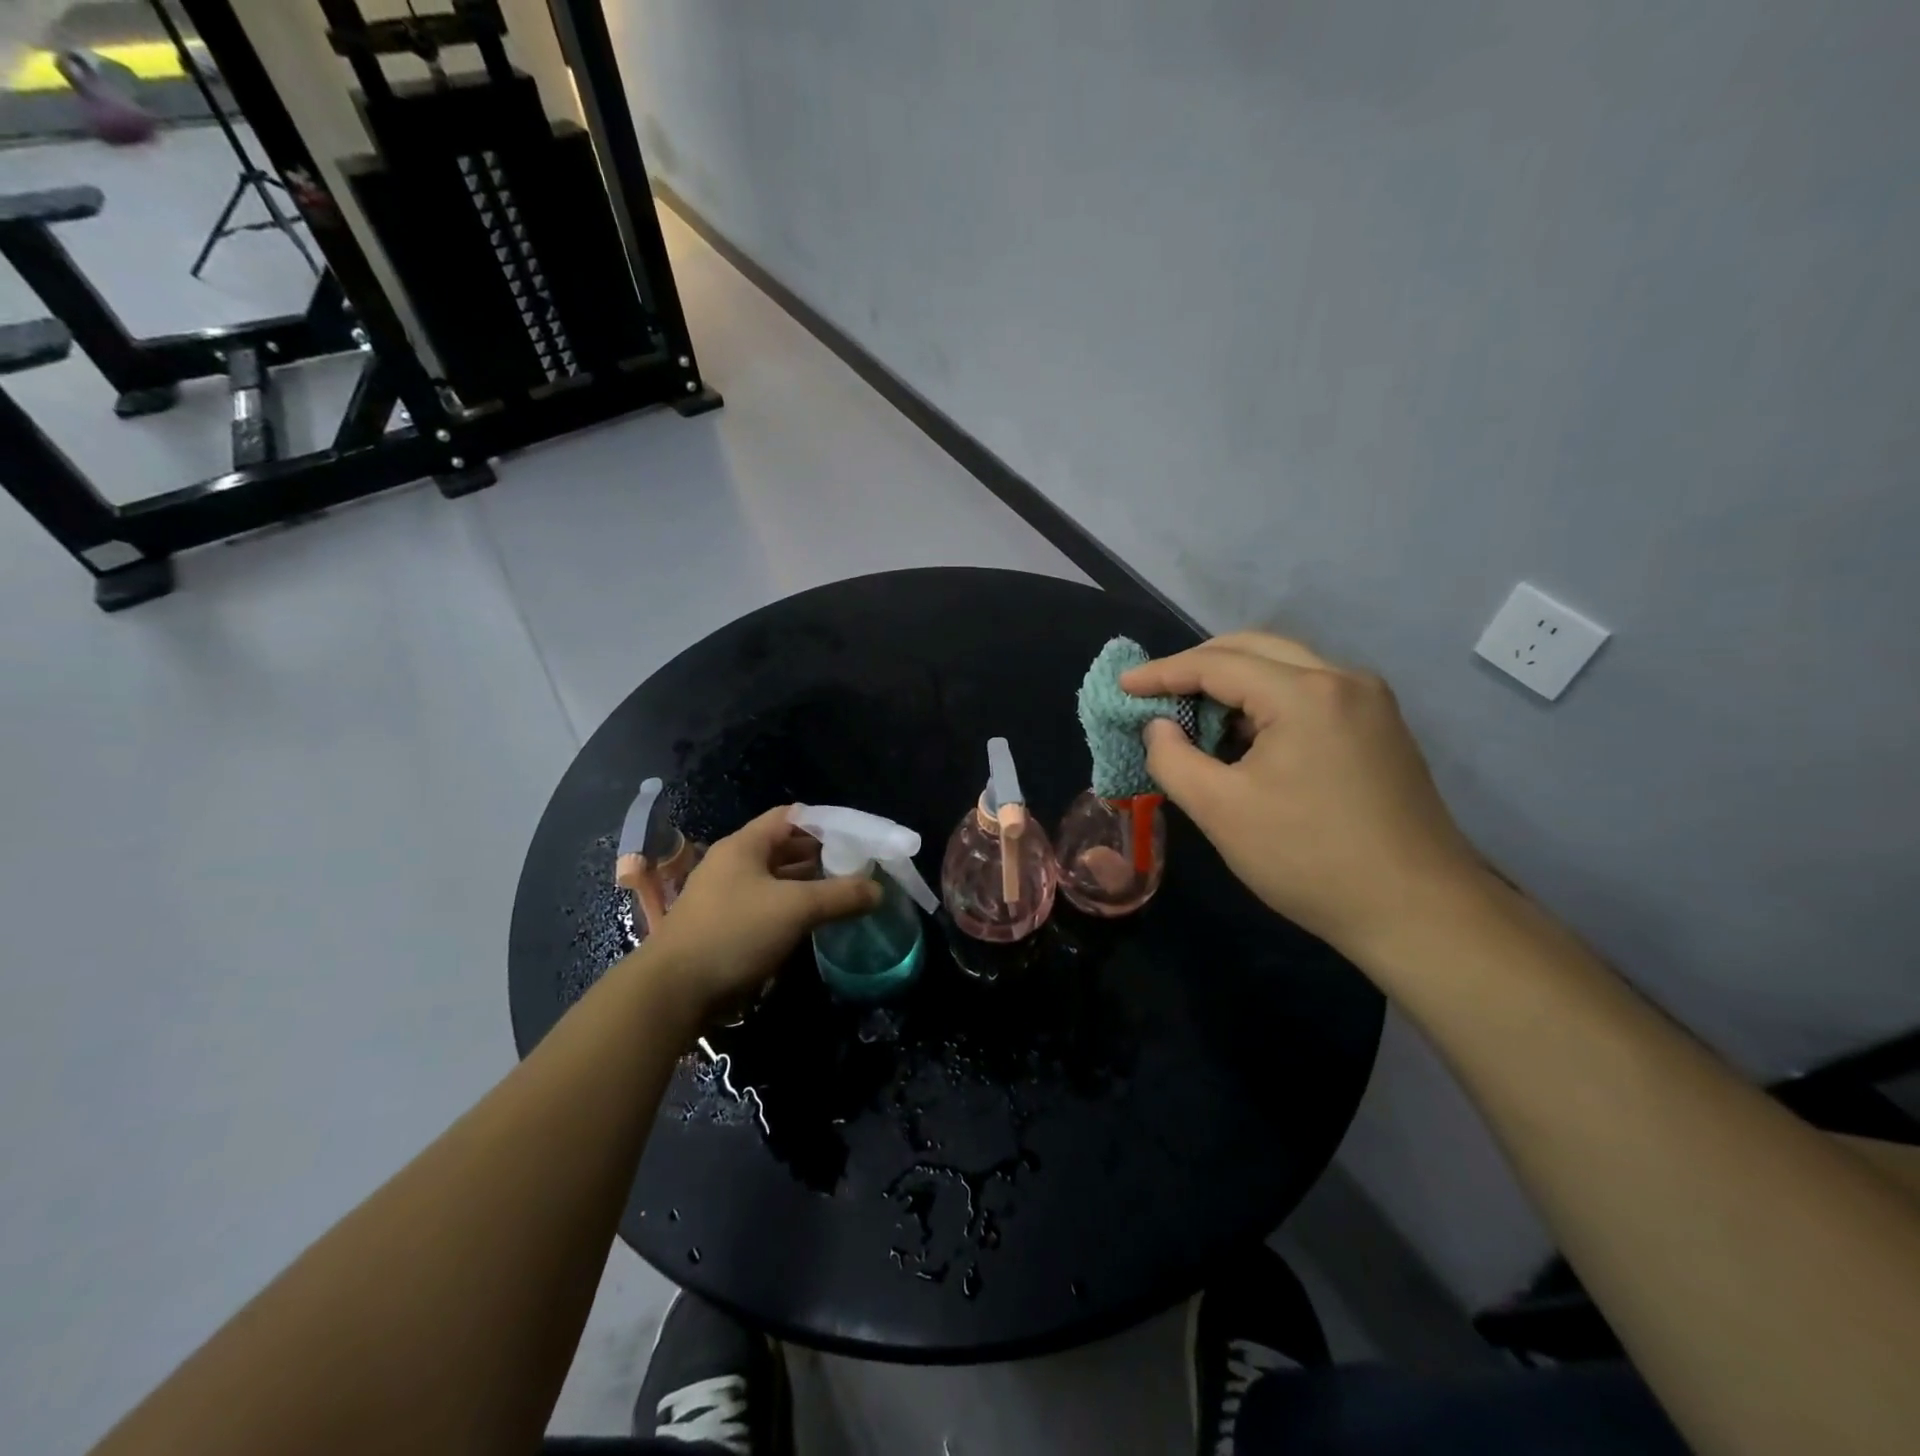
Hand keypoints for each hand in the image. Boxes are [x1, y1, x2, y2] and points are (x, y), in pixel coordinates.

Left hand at [640, 806, 881, 1018]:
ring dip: (807, 884)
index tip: (856, 838)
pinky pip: (765, 906)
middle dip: (821, 855)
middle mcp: (733, 864)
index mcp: (744, 845)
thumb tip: (878, 890)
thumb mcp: (796, 909)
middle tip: (857, 867)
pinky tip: (814, 922)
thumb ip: (840, 895)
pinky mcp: (724, 926)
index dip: (824, 822)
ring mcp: (725, 896)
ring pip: (775, 879)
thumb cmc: (734, 933)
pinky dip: (791, 908)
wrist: (673, 992)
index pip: (790, 817)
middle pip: (784, 848)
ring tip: (844, 893)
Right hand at [1122, 632, 1484, 956]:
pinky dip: (1267, 702)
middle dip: (1198, 666)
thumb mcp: (1220, 811)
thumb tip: (1158, 726)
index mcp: (1305, 693)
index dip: (1163, 673)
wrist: (1418, 911)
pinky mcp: (1381, 728)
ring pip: (1285, 668)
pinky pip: (1310, 692)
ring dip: (1234, 683)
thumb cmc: (1308, 859)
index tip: (1124, 687)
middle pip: (1255, 649)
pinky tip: (1246, 737)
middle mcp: (1344, 680)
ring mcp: (1370, 702)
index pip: (1217, 664)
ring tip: (1194, 716)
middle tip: (1156, 692)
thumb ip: (1173, 759)